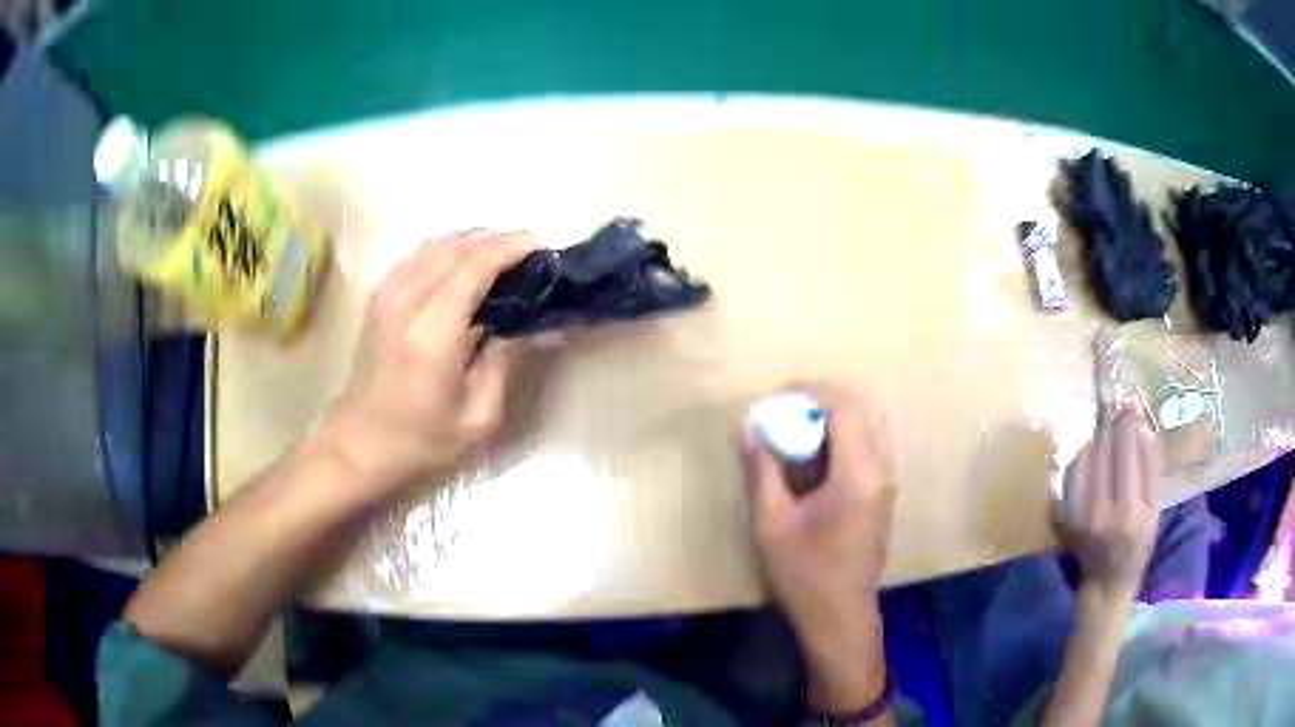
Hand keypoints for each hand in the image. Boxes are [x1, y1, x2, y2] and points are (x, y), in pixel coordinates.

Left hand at [319, 231, 539, 497]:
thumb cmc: (421, 439)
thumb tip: (543, 325)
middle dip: (499, 241)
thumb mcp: (477, 414)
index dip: (511, 247)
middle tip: (531, 257)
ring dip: (474, 243)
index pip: (475, 264)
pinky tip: (464, 268)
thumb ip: (507, 359)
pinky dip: (448, 251)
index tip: (543, 250)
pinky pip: (418, 256)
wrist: (359, 444)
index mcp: (432, 333)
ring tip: (504, 260)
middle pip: (457, 246)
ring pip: (437, 244)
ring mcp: (387, 295)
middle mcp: (406, 302)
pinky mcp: (378, 297)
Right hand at [743, 383, 896, 646]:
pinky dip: (842, 437)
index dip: (812, 392)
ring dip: (834, 417)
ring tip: (796, 427)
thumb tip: (750, 431)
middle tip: (786, 408)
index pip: (845, 409)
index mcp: (857, 476)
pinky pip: (868, 448)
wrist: (840, 617)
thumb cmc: (804, 575)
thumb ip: (762, 472)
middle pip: (862, 411)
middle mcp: (880, 472)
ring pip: (868, 427)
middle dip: (824, 400)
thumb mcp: (772, 524)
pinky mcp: (882, 496)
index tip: (778, 396)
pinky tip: (813, 456)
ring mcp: (885, 484)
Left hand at [1055, 410, 1159, 599]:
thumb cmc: (1137, 544)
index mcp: (1127, 512)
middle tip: (1120, 421)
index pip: (1125, 453)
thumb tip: (1140, 427)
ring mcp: (1075, 514)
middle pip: (1103, 450)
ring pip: (1084, 457)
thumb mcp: (1154, 509)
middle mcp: (1098, 512)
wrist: (1105, 581)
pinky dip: (1083, 458)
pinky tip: (1094, 459)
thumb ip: (1148, 468)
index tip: (1130, 410)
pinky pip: (1071, 472)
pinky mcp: (1062, 515)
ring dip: (1097, 442)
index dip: (1126, 425)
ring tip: (1109, 442)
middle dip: (1112, 429)